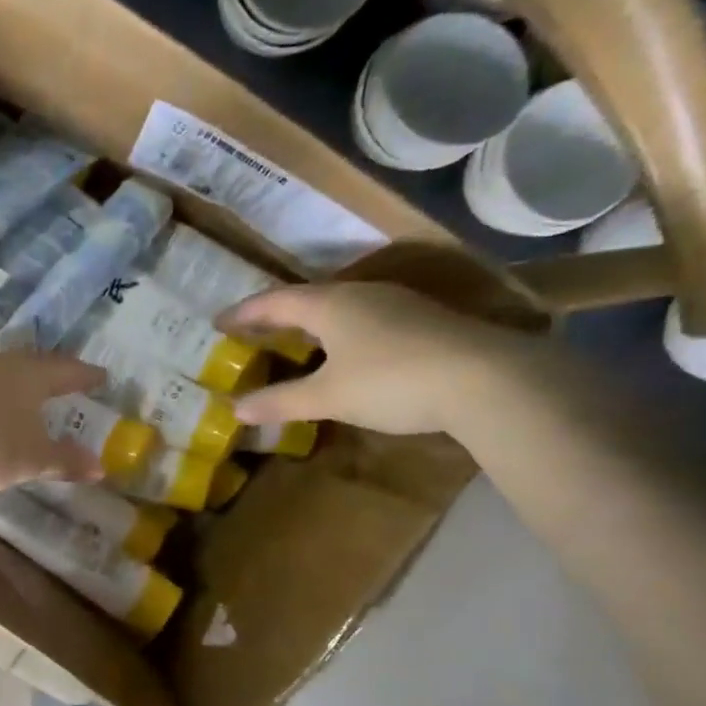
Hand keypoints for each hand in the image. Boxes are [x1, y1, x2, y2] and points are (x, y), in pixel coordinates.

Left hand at [0, 351, 105, 495]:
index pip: (67, 370)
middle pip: (33, 363)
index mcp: (31, 375)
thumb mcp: (32, 460)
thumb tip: (100, 468)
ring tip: (27, 392)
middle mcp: (0, 364)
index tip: (102, 376)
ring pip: (2, 370)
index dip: (86, 375)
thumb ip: (66, 460)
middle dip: (51, 373)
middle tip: (64, 380)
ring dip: (17, 381)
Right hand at [222, 281, 534, 435]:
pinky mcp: (423, 322)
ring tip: (293, 341)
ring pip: (340, 308)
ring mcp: (397, 305)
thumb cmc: (392, 380)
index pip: (275, 302)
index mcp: (331, 304)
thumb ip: (281, 402)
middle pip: (307, 299)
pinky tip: (344, 353)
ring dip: (311, 323)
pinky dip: (339, 334)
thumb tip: (236, 410)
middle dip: (276, 315)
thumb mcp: (328, 396)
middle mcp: (361, 295)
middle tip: (252, 331)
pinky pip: (364, 321)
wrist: (487, 379)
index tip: (218, 322)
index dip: (244, 313)